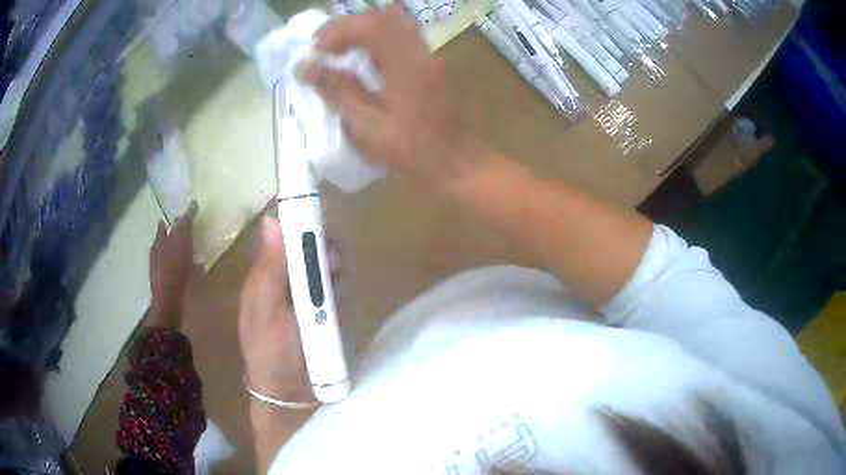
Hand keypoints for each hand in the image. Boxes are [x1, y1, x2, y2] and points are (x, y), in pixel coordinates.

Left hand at [148, 202, 197, 329]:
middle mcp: (156, 253)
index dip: (170, 221)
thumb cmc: (175, 265)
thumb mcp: (182, 239)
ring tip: (187, 254)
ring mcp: (159, 270)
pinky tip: (189, 272)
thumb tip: (191, 204)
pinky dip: (180, 269)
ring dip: (175, 254)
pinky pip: (173, 271)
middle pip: (163, 241)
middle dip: (170, 237)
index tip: (178, 217)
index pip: (164, 226)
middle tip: (181, 235)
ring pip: (167, 257)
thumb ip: (186, 223)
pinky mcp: (165, 284)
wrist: (168, 298)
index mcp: (159, 240)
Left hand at [239, 216, 335, 401]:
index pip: (282, 236)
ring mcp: (304, 296)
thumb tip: (270, 219)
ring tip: (337, 283)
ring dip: (332, 269)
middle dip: (321, 249)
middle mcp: (284, 281)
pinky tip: (340, 296)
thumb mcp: (266, 310)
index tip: (316, 226)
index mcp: (264, 276)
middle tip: (333, 264)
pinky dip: (338, 287)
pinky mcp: (322, 311)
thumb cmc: (271, 353)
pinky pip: (333, 287)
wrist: (290, 395)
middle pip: (305, 248)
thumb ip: (270, 269)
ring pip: (321, 266)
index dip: (298, 224)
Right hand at [302, 6, 488, 192]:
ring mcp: (428, 55)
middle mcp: (420, 51)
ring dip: (362, 30)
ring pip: (393, 25)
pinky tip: (363, 57)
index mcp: (406, 63)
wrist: (458, 163)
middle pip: (382, 19)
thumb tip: (305, 67)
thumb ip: (338, 91)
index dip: (337, 31)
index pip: (369, 26)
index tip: (315, 49)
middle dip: (347, 26)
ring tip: (338, 49)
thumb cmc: (413, 151)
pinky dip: (377, 38)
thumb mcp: (369, 126)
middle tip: (322, 45)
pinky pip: (401, 37)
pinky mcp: (429, 64)